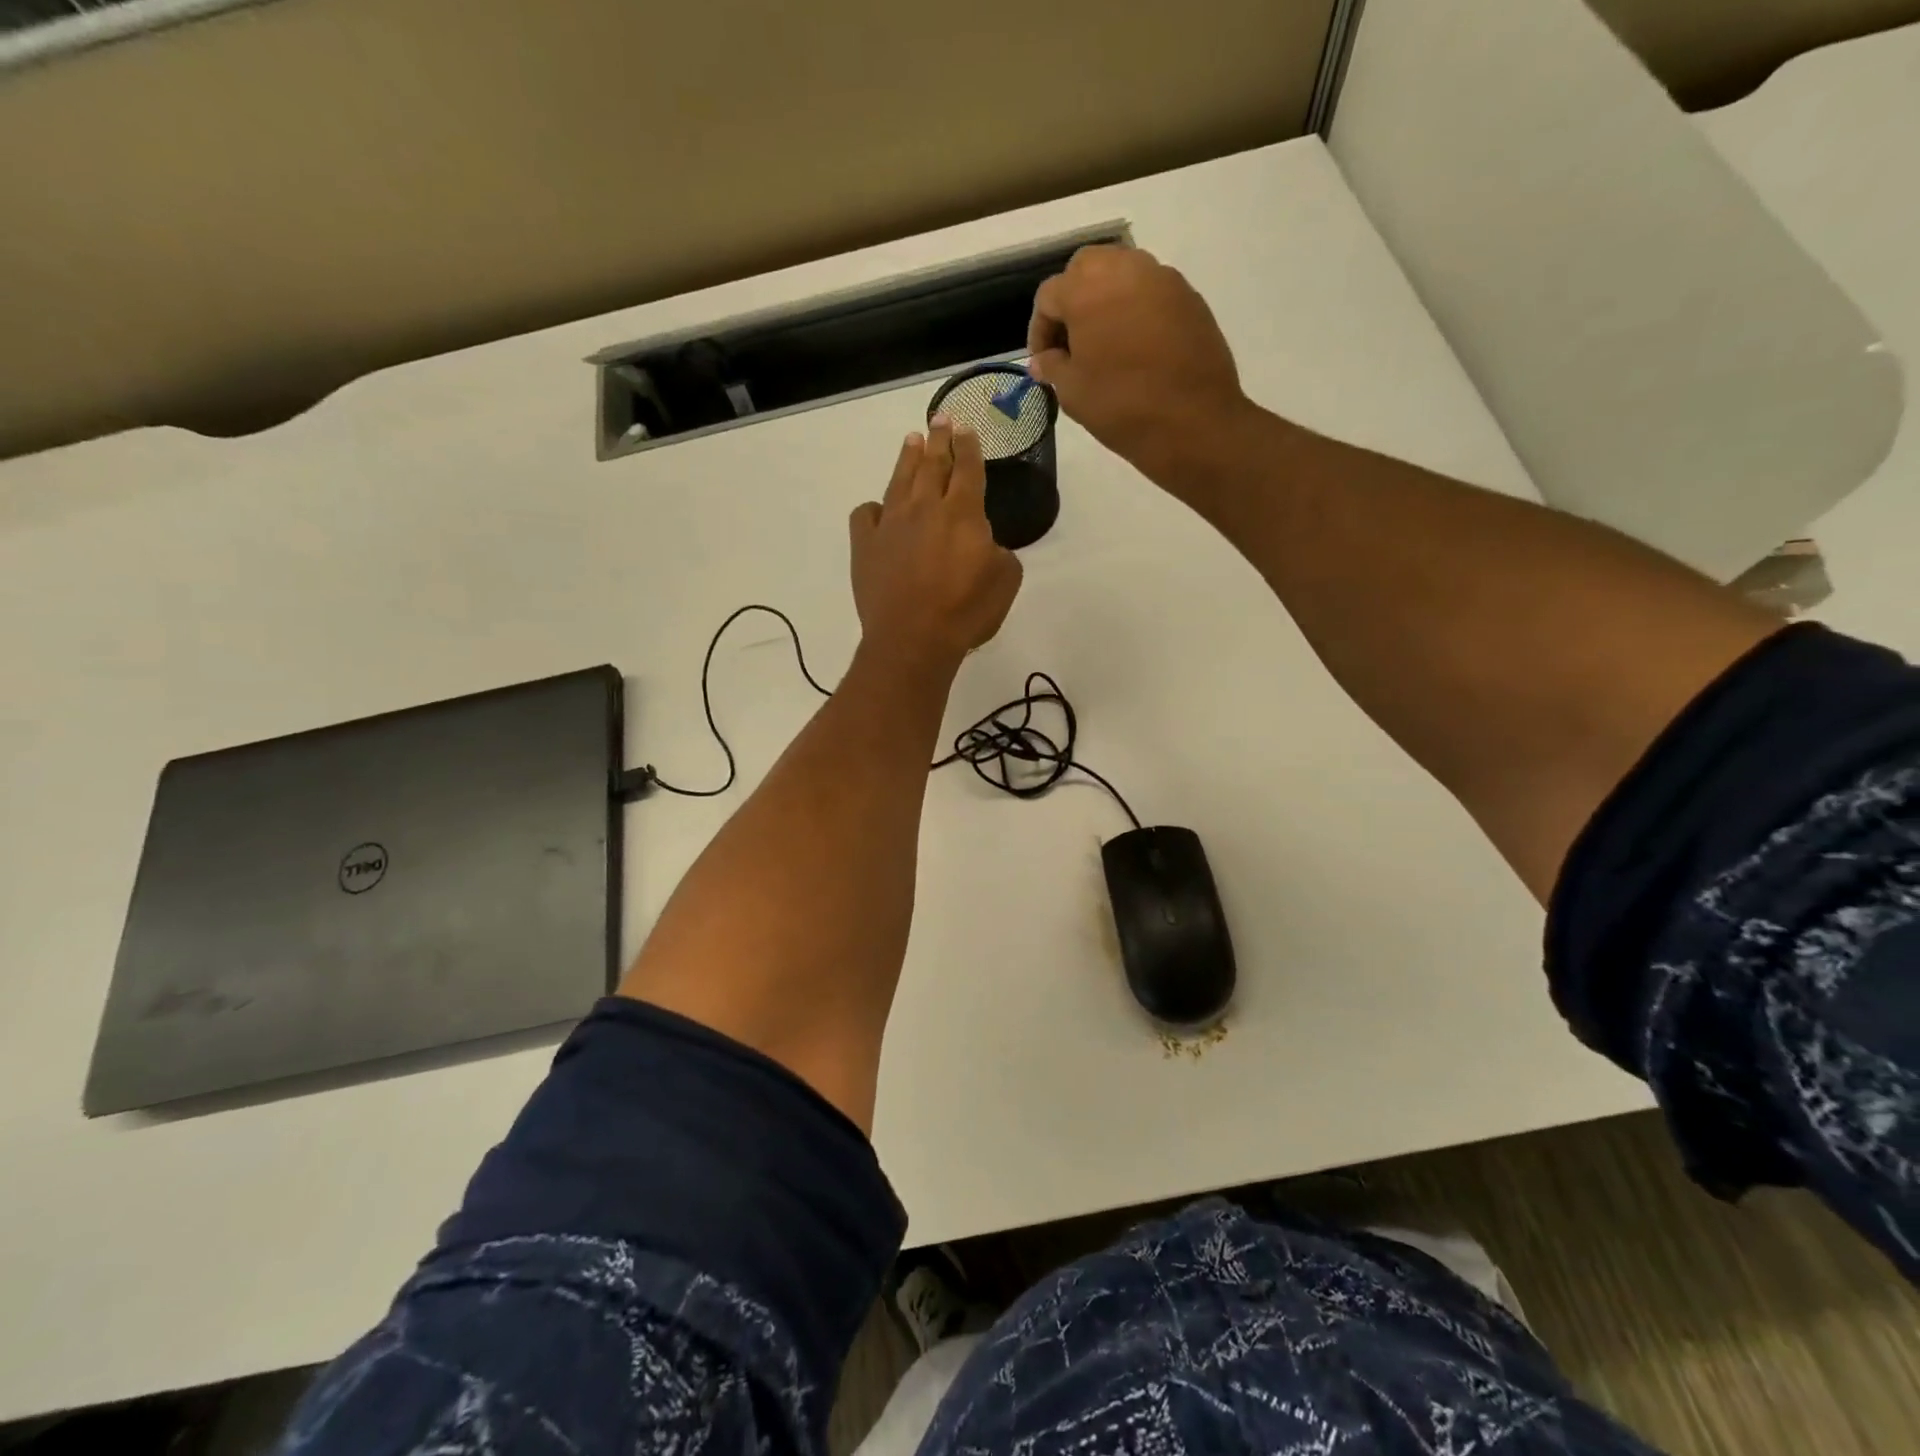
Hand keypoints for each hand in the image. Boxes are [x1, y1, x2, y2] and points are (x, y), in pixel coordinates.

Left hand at [849, 418, 1022, 672]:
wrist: (912, 639)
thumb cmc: (965, 612)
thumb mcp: (1005, 581)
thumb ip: (1000, 552)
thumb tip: (985, 544)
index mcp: (962, 513)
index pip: (967, 468)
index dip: (968, 446)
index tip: (966, 427)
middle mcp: (924, 508)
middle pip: (932, 463)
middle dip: (939, 438)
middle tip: (940, 419)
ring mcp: (890, 524)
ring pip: (899, 479)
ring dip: (908, 457)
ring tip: (912, 440)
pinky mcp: (864, 545)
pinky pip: (866, 514)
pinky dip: (874, 508)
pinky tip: (879, 510)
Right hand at [1028, 245, 1253, 487]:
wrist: (1193, 421)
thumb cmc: (1121, 407)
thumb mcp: (1073, 393)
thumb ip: (1052, 366)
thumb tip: (1042, 360)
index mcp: (1086, 290)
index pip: (1048, 296)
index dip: (1039, 330)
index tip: (1043, 361)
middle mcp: (1124, 269)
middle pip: (1085, 269)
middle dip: (1072, 300)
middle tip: (1072, 342)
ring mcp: (1161, 278)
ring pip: (1121, 272)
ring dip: (1105, 300)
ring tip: (1104, 343)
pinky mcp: (1188, 295)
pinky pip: (1151, 291)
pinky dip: (1135, 309)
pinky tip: (1136, 347)